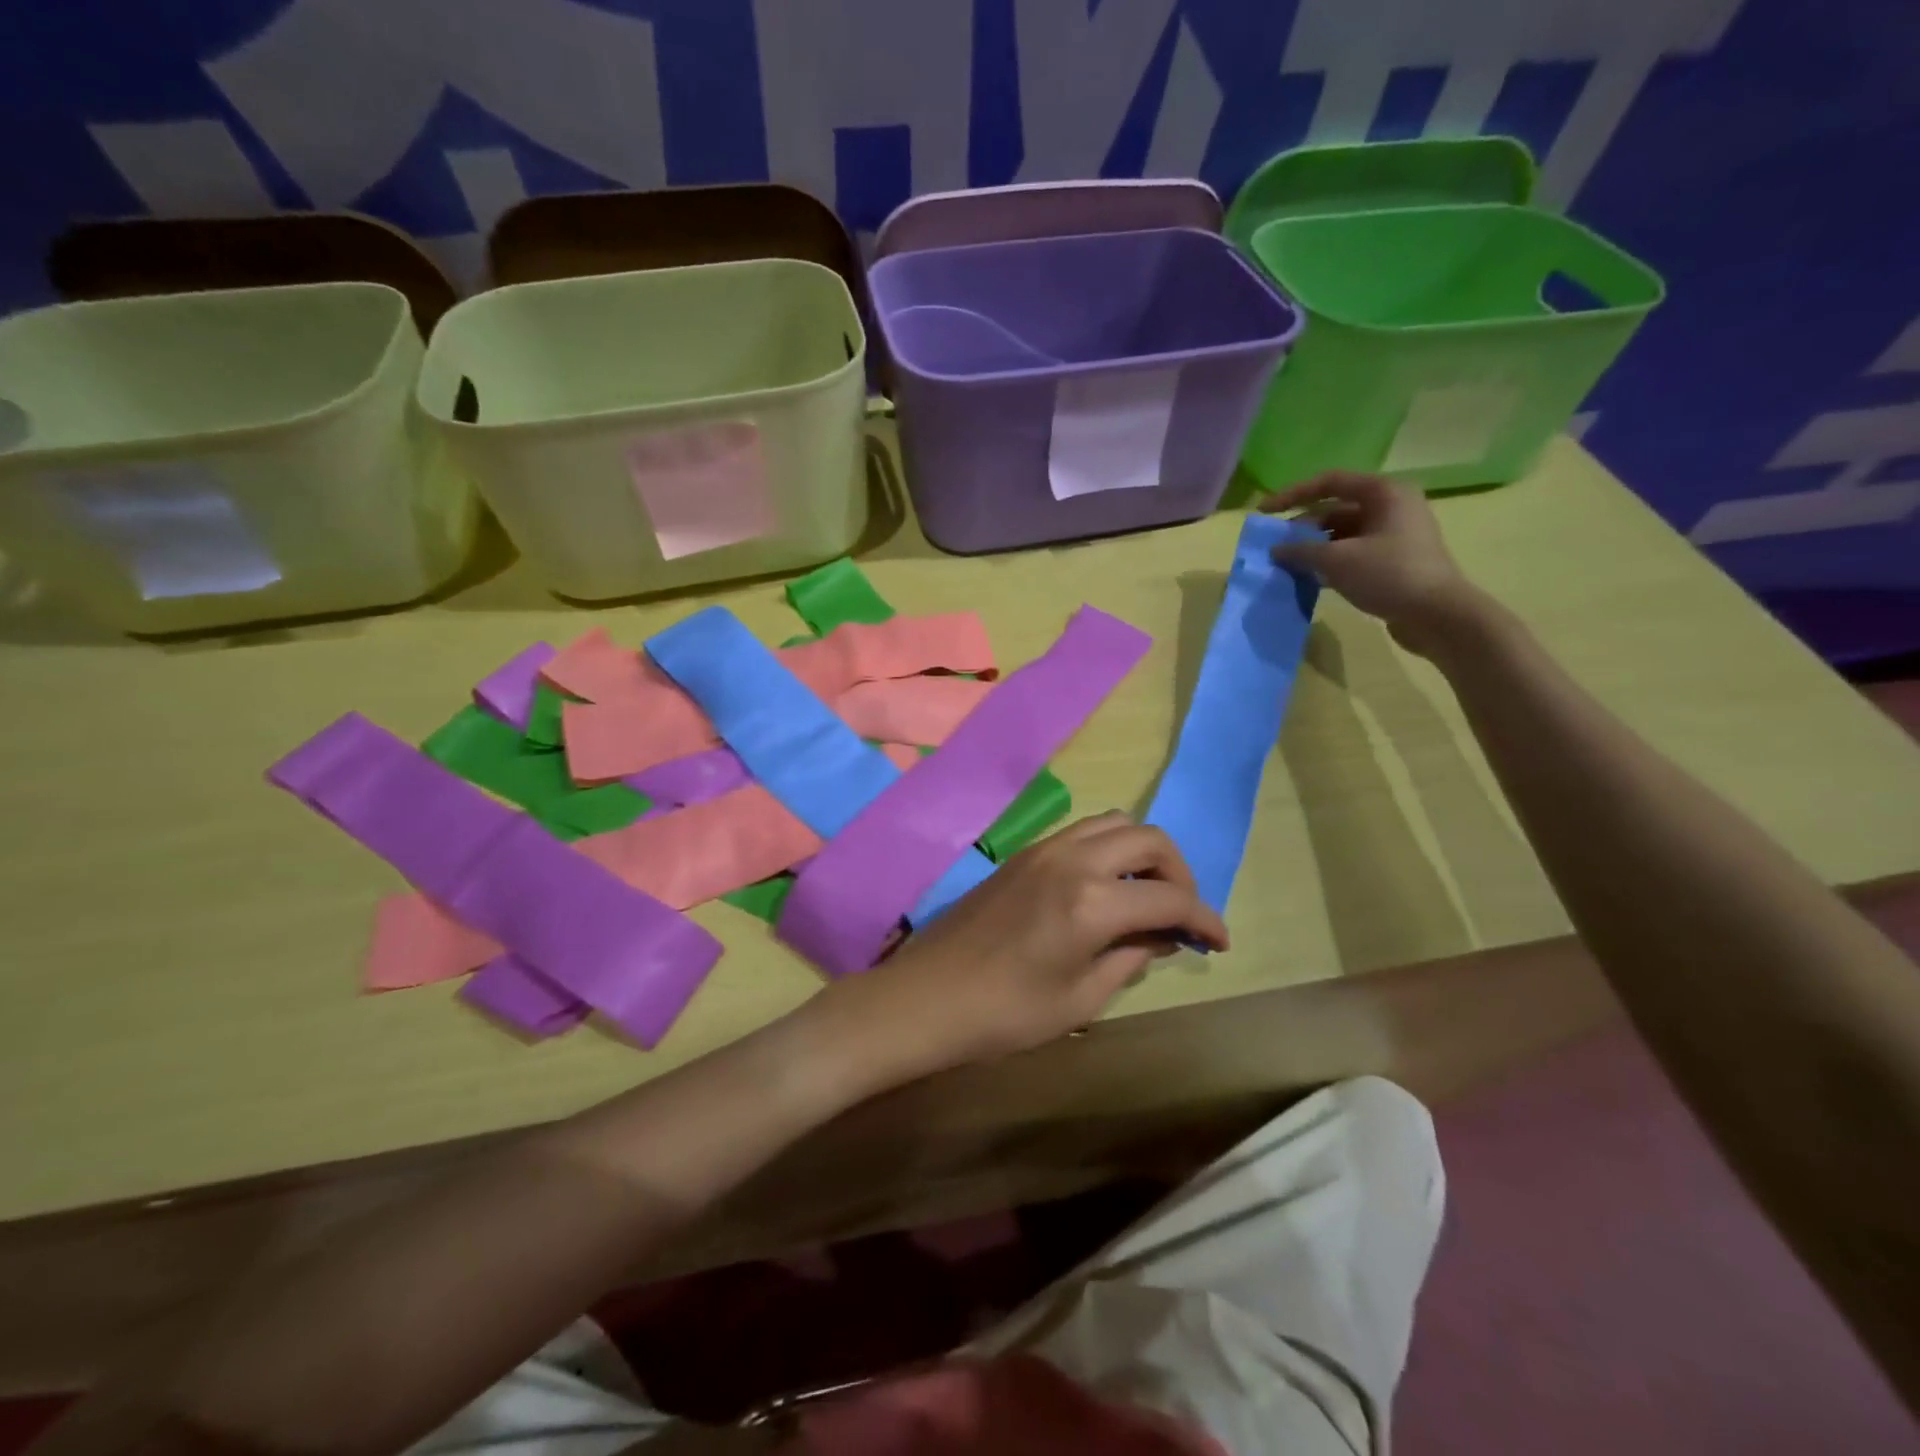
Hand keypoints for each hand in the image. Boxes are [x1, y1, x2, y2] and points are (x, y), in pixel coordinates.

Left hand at [811, 813, 1227, 1082]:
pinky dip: (1108, 850)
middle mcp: (1072, 859)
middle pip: (1148, 839)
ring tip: (1147, 896)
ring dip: (1142, 853)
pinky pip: (1081, 833)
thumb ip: (1129, 958)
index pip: (1170, 899)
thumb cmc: (1004, 1014)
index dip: (1205, 919)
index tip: (1220, 942)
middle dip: (1179, 873)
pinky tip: (1105, 889)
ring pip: (1113, 824)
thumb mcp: (1080, 1000)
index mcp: (1092, 901)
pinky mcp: (1022, 854)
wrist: (925, 997)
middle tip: (1181, 914)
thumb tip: (1162, 936)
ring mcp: (1043, 849)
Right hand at [1260, 471, 1478, 655]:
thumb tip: (1276, 550)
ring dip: (1314, 547)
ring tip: (1288, 565)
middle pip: (1335, 509)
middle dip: (1302, 527)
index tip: (1264, 512)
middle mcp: (1391, 506)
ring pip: (1343, 533)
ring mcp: (1394, 534)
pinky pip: (1353, 552)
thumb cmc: (1389, 574)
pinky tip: (1310, 578)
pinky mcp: (1394, 559)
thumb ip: (1301, 551)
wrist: (1438, 614)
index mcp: (1383, 493)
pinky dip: (1330, 562)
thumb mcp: (1337, 560)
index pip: (1329, 483)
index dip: (1292, 495)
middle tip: (1276, 547)